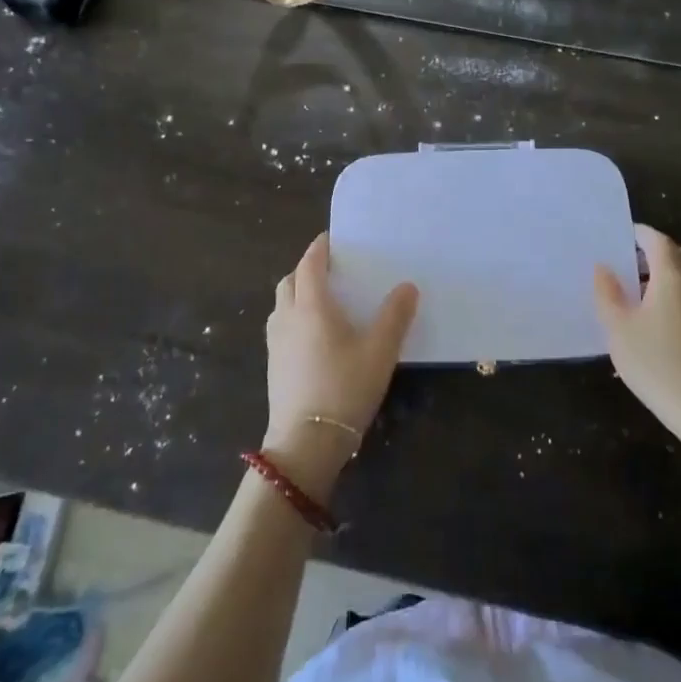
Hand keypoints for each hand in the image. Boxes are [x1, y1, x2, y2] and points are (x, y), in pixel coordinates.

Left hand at [263, 234, 418, 497]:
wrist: (306, 443)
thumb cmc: (344, 388)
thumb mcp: (380, 351)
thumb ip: (395, 316)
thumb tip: (407, 286)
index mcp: (311, 306)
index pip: (310, 264)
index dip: (320, 248)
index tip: (333, 239)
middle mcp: (287, 317)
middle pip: (290, 280)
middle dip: (306, 269)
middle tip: (331, 269)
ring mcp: (275, 342)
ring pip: (281, 304)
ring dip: (296, 292)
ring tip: (322, 299)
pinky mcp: (273, 365)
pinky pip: (280, 326)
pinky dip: (293, 316)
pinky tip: (313, 334)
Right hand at [594, 224, 680, 472]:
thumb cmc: (659, 365)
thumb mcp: (619, 330)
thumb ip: (608, 294)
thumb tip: (603, 267)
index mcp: (672, 275)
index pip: (657, 240)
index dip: (638, 234)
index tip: (618, 237)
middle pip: (678, 253)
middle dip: (654, 252)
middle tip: (627, 264)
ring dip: (666, 274)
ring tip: (637, 292)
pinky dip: (676, 293)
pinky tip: (656, 318)